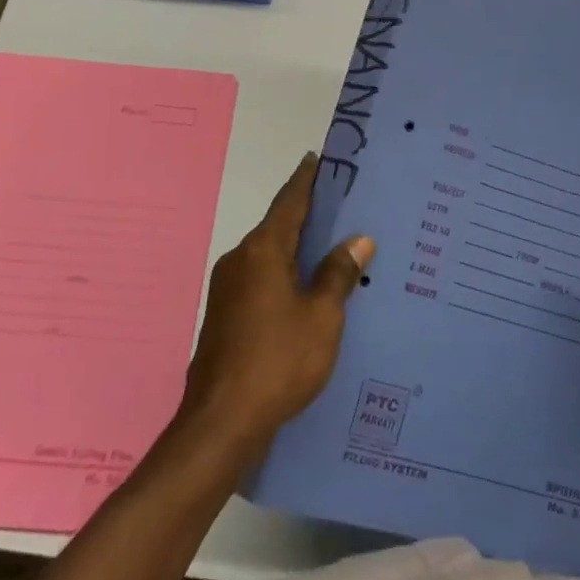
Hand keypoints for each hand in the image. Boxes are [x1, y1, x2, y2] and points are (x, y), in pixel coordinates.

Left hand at [180, 153, 374, 450]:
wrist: (221, 421)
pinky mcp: (225, 314)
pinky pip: (261, 277)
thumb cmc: (278, 360)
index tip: (317, 158)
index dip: (306, 180)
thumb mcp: (322, 317)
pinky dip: (284, 271)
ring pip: (269, 254)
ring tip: (329, 244)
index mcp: (263, 250)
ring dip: (296, 247)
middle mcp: (240, 259)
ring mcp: (228, 287)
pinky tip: (305, 287)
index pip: (289, 201)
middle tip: (340, 203)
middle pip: (278, 225)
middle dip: (306, 213)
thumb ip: (338, 274)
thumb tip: (358, 239)